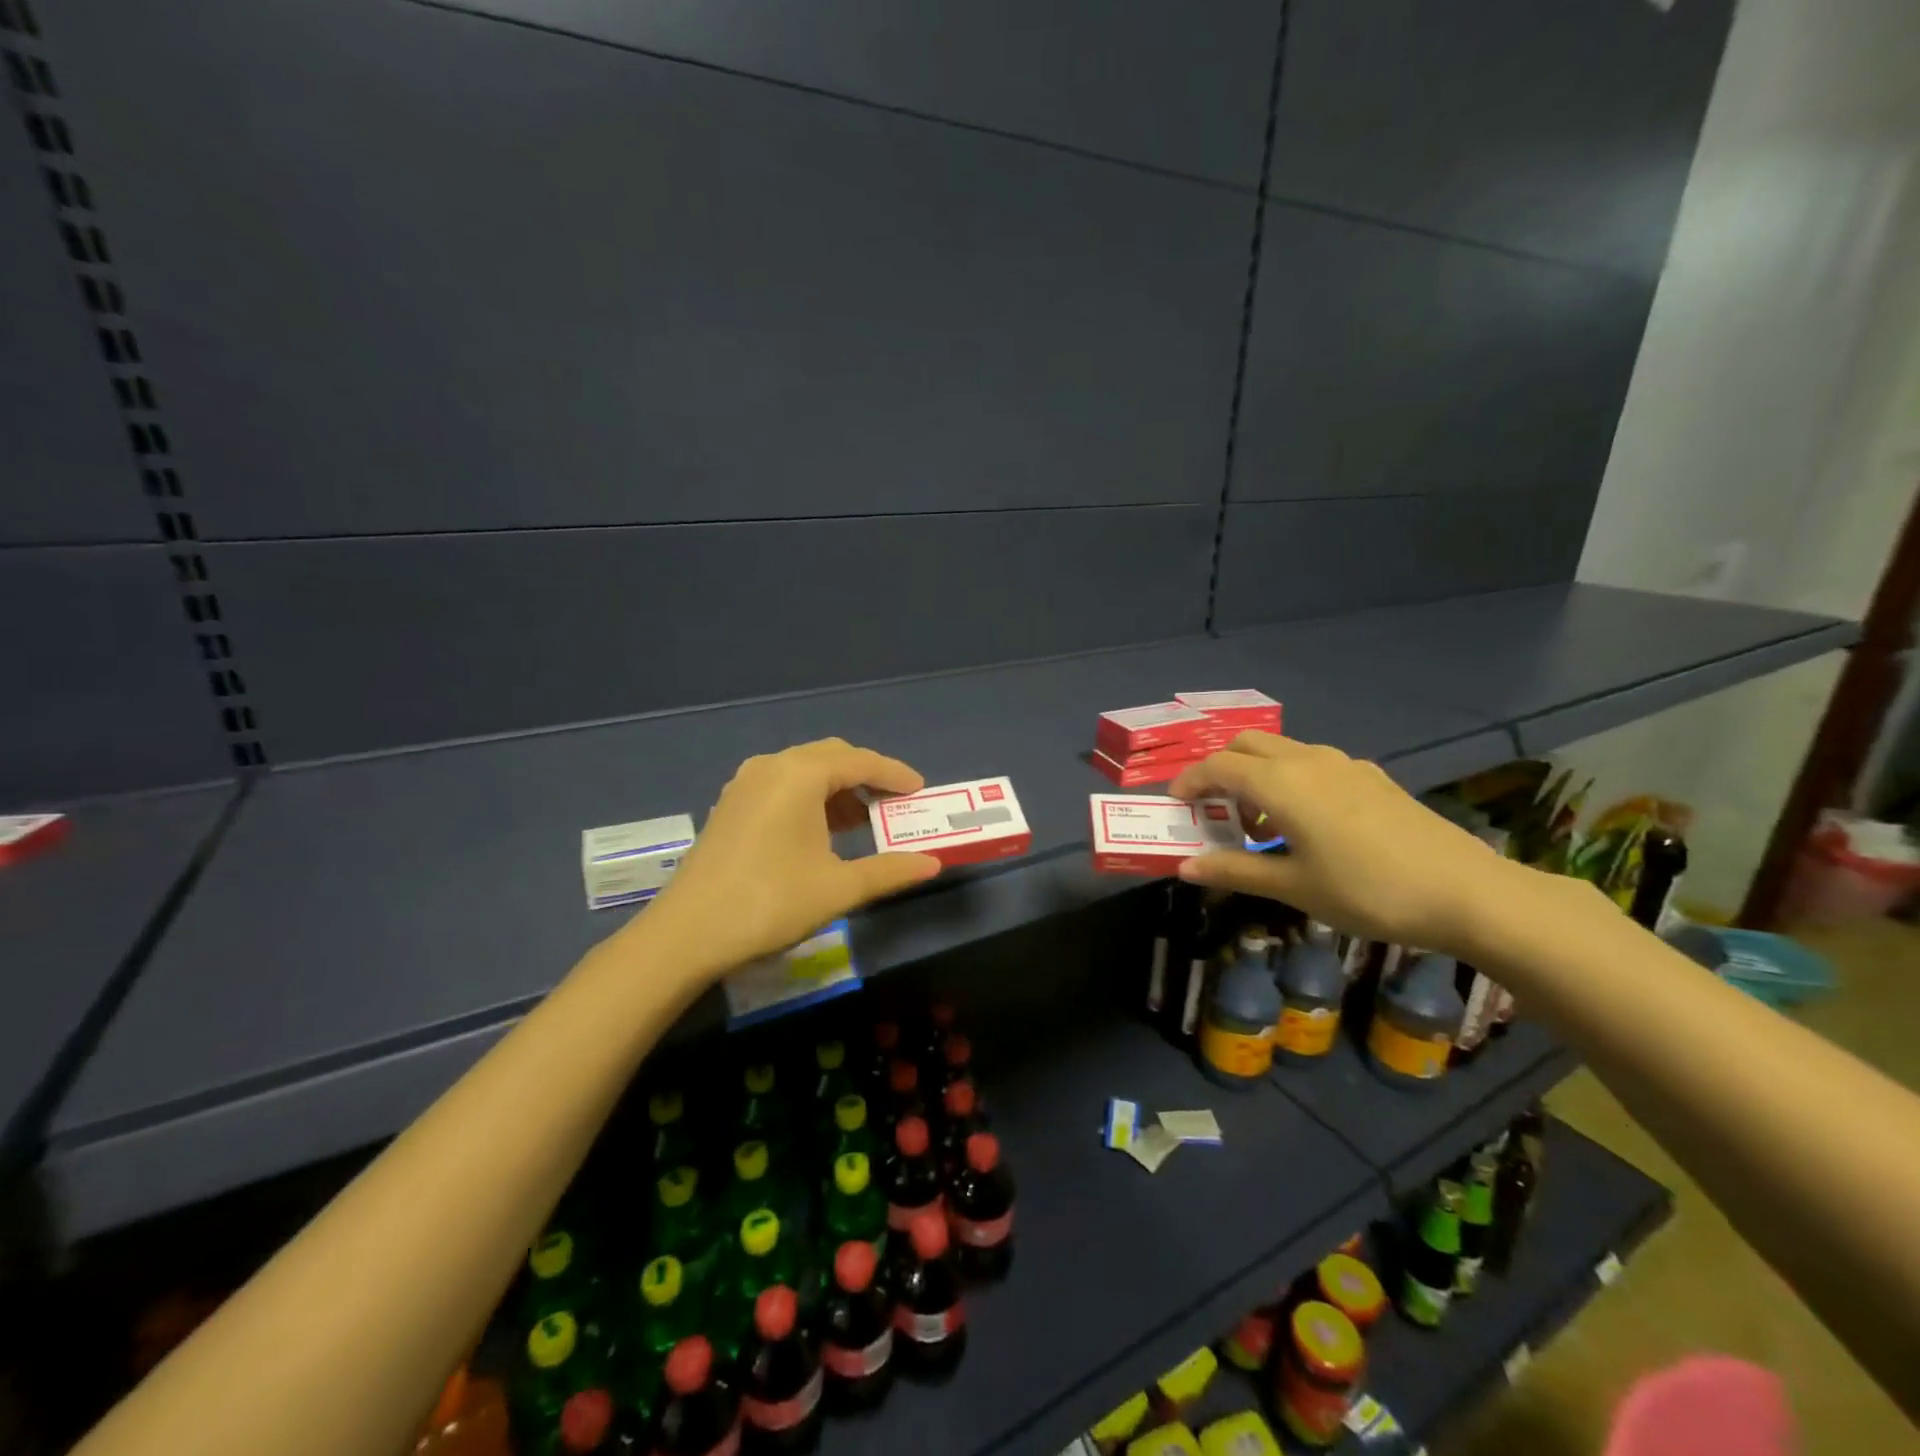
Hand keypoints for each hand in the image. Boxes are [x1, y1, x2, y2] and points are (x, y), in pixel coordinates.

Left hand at [633, 738, 942, 975]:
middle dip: (866, 776)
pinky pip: (782, 785)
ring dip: (837, 788)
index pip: (860, 761)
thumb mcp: (838, 888)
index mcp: (799, 775)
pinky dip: (810, 798)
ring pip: (804, 771)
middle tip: (893, 804)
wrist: (686, 934)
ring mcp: (745, 785)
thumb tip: (933, 864)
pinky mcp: (730, 806)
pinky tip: (820, 832)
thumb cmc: (770, 902)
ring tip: (862, 821)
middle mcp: (771, 767)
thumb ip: (889, 870)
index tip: (920, 790)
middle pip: (831, 757)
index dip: (894, 774)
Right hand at [1168, 733, 1525, 956]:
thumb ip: (1234, 871)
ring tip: (1259, 826)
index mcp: (1280, 783)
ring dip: (1256, 776)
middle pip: (1246, 746)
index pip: (1217, 767)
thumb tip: (1184, 867)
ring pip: (1281, 752)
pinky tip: (1307, 825)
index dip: (1189, 782)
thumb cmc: (1367, 891)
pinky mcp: (1371, 777)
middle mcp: (1308, 761)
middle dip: (1220, 770)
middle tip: (1215, 812)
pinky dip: (1289, 781)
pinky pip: (1313, 764)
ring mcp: (1344, 765)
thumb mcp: (1293, 886)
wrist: (1466, 892)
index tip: (1175, 806)